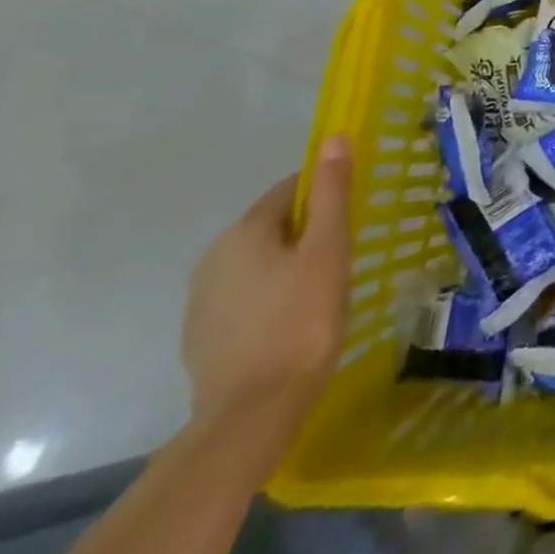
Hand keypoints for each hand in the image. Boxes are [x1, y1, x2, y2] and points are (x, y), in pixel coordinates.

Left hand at [180, 135, 352, 444]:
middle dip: (308, 232)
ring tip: (322, 290)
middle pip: (273, 225)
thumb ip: (331, 192)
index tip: (353, 217)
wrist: (251, 415)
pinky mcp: (201, 338)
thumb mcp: (328, 249)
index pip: (291, 189)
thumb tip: (333, 137)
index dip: (326, 195)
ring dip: (288, 265)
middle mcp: (213, 257)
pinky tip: (291, 322)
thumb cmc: (301, 320)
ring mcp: (201, 301)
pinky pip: (245, 297)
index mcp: (243, 231)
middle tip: (344, 255)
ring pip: (258, 262)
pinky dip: (270, 298)